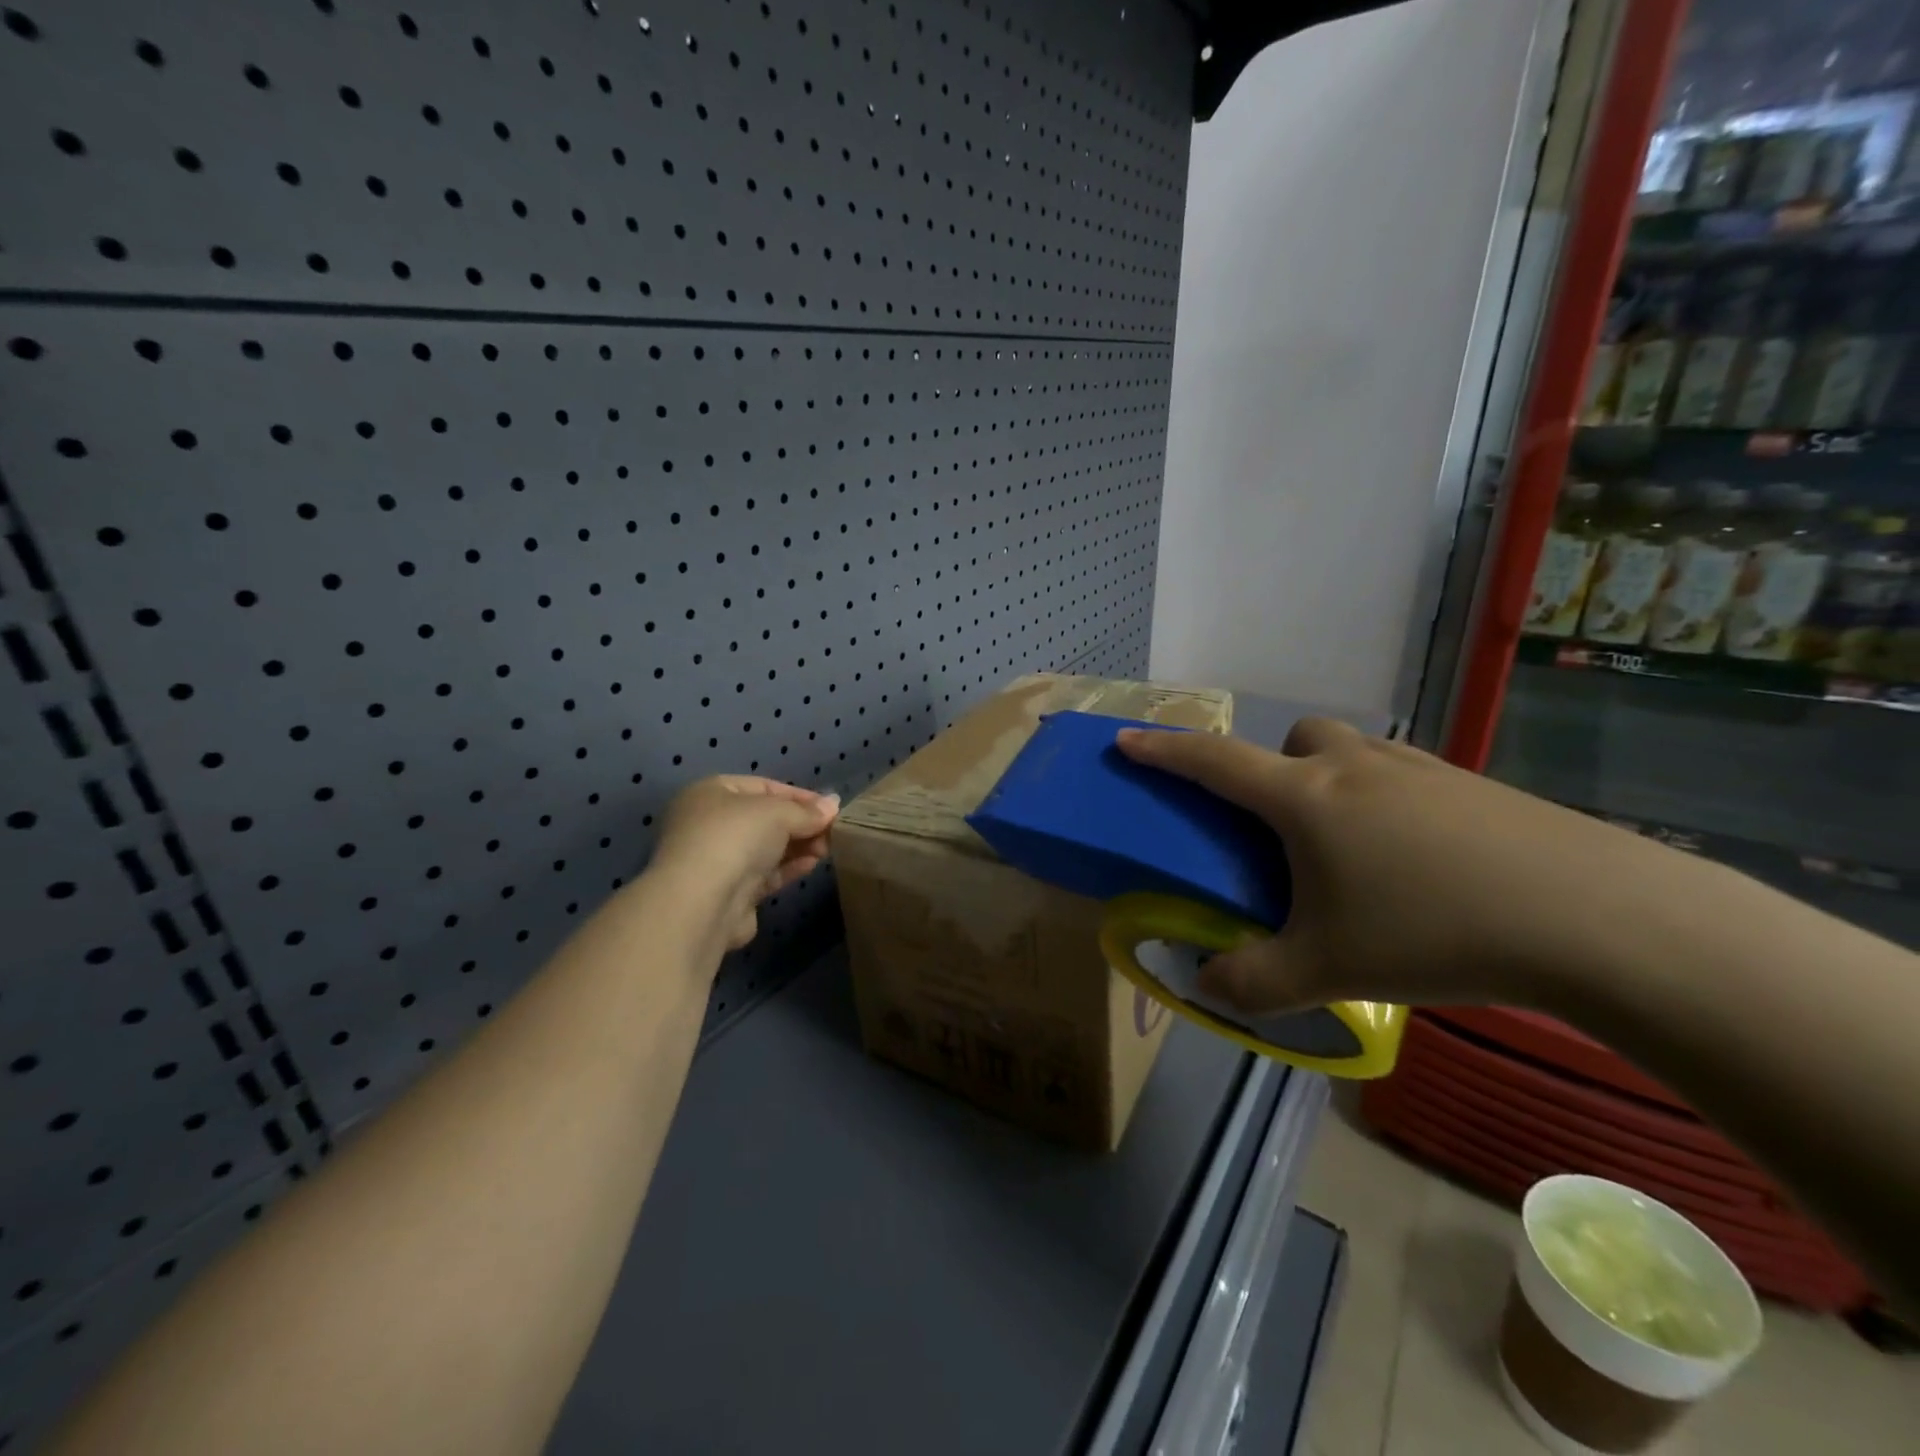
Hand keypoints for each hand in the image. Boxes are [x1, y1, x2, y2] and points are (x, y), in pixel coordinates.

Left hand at [647, 776, 839, 951]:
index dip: (799, 796)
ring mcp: (717, 860)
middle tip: (832, 832)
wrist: (703, 902)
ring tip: (827, 849)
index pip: (763, 787)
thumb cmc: (736, 838)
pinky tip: (812, 864)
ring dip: (798, 846)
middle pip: (765, 819)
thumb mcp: (779, 813)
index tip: (830, 808)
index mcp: (711, 793)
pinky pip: (764, 874)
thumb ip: (808, 810)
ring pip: (766, 848)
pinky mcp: (728, 892)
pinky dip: (788, 867)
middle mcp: (709, 823)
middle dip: (800, 824)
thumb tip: (833, 805)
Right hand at [1117, 719, 1695, 1014]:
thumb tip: (1206, 989)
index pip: (1213, 762)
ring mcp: (1418, 768)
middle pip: (1295, 737)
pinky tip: (1418, 861)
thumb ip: (1251, 983)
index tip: (1128, 741)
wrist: (1593, 917)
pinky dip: (1387, 800)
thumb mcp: (1327, 970)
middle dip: (1274, 765)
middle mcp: (1353, 767)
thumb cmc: (1433, 930)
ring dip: (1331, 779)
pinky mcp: (1472, 785)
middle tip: (1284, 827)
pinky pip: (1403, 774)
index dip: (1164, 750)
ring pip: (1352, 750)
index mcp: (1304, 798)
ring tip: (1352, 849)